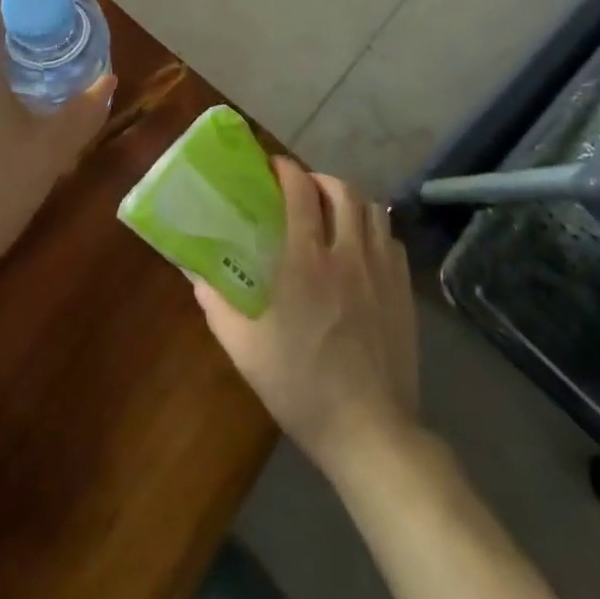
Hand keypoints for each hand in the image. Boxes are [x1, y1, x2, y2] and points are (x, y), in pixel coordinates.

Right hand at [195, 159, 420, 478]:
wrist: (371, 432)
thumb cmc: (302, 388)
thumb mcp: (246, 350)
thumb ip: (217, 306)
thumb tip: (194, 275)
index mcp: (307, 262)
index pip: (301, 192)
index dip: (287, 170)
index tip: (273, 166)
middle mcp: (348, 254)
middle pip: (342, 190)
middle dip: (320, 179)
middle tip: (303, 188)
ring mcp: (382, 271)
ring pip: (372, 210)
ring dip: (350, 200)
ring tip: (333, 212)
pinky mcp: (405, 292)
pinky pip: (392, 240)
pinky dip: (374, 230)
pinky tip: (362, 247)